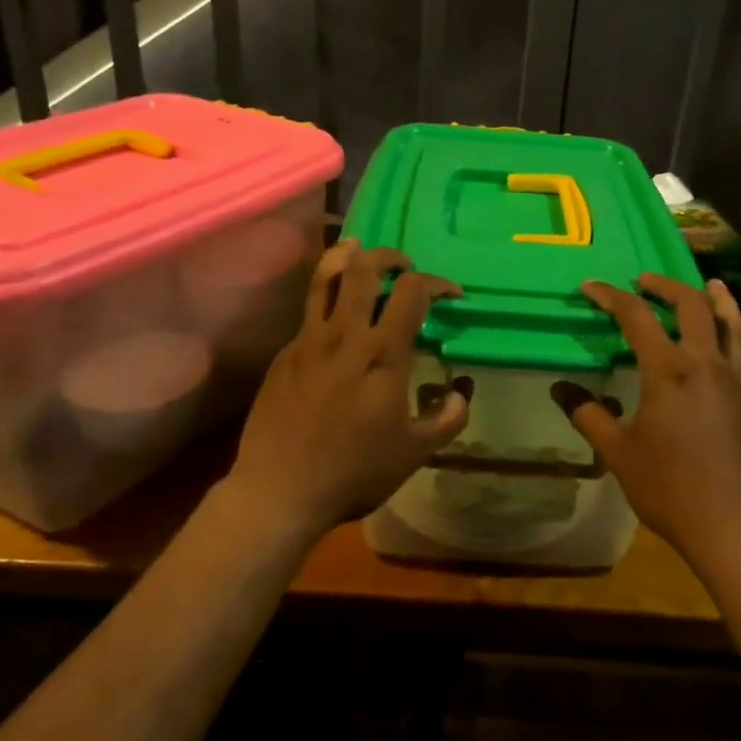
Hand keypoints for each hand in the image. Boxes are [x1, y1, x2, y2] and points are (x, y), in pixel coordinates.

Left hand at [227, 240, 469, 540]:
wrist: (279, 490)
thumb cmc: (354, 472)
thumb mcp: (413, 453)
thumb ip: (446, 419)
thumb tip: (461, 394)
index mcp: (383, 355)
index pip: (412, 292)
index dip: (436, 282)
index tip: (451, 294)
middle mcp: (346, 335)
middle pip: (365, 267)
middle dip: (389, 256)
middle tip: (403, 266)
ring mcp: (308, 340)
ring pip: (326, 277)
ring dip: (347, 256)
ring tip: (359, 250)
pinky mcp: (284, 353)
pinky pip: (309, 311)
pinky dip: (326, 298)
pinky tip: (335, 318)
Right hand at [552, 275, 740, 566]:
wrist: (735, 526)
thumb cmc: (669, 488)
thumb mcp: (618, 453)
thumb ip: (588, 415)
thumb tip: (561, 389)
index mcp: (669, 371)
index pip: (636, 317)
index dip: (611, 296)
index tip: (590, 287)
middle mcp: (705, 364)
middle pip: (690, 305)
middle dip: (664, 286)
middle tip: (642, 280)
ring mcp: (734, 380)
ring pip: (728, 323)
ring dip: (712, 298)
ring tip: (705, 283)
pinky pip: (739, 349)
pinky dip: (729, 329)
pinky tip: (720, 337)